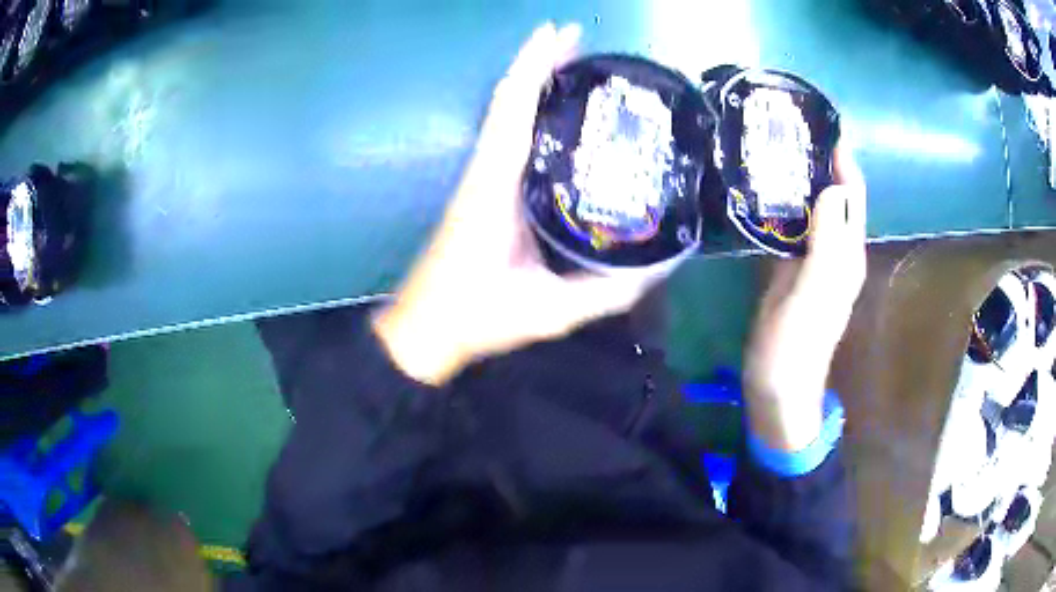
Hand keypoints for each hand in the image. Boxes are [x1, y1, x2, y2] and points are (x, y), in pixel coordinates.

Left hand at [373, 23, 653, 385]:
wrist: (426, 329)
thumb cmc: (477, 316)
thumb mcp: (550, 311)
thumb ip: (606, 292)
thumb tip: (660, 267)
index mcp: (494, 187)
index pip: (513, 109)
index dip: (535, 66)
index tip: (561, 33)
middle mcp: (484, 171)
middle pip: (508, 100)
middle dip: (539, 62)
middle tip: (579, 40)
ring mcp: (479, 178)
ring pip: (504, 113)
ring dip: (532, 82)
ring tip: (572, 63)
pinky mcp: (481, 190)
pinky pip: (505, 135)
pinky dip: (526, 110)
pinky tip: (553, 112)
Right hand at [743, 146, 866, 450]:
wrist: (777, 383)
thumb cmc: (797, 342)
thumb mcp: (815, 291)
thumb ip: (828, 241)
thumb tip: (832, 188)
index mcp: (846, 252)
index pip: (852, 195)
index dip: (843, 162)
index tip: (823, 126)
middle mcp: (835, 249)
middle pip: (835, 196)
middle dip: (821, 162)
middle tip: (790, 129)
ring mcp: (813, 259)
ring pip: (813, 208)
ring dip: (801, 178)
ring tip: (775, 148)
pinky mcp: (791, 267)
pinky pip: (794, 224)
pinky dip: (784, 202)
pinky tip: (765, 189)